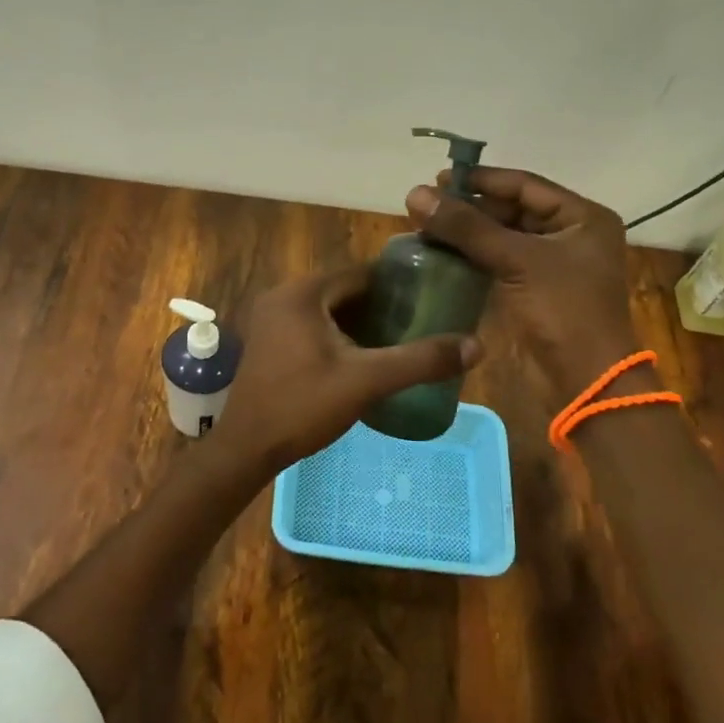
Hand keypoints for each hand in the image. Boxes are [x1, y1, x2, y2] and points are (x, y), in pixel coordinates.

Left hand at [211, 264, 480, 477]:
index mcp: (303, 292)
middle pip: (345, 290)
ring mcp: (271, 319)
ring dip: (361, 322)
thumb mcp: (366, 381)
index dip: (398, 285)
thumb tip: (476, 345)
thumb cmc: (303, 406)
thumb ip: (420, 360)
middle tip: (420, 323)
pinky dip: (338, 334)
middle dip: (382, 306)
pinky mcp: (268, 341)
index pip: (362, 274)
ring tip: (399, 340)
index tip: (431, 298)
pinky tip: (363, 357)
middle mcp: (283, 295)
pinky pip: (312, 325)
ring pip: (329, 309)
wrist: (246, 448)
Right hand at [406, 167, 638, 395]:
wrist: (584, 382)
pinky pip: (497, 263)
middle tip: (426, 207)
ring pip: (501, 237)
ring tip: (425, 227)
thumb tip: (415, 194)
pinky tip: (439, 254)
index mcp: (582, 218)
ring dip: (466, 233)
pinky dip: (470, 257)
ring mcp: (551, 266)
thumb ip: (466, 226)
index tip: (439, 179)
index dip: (481, 180)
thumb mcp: (517, 260)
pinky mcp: (532, 292)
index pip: (524, 185)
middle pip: (511, 210)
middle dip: (469, 208)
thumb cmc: (562, 310)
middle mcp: (569, 236)